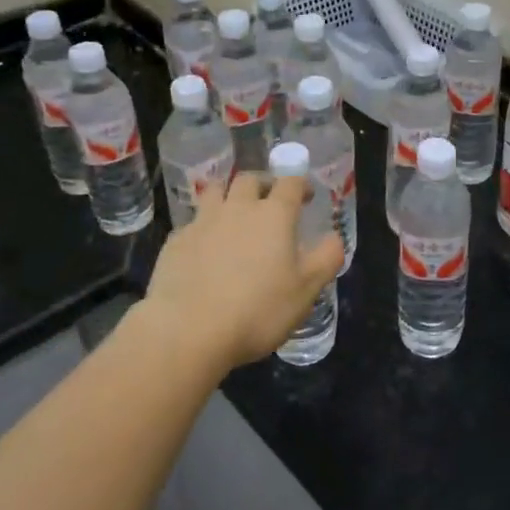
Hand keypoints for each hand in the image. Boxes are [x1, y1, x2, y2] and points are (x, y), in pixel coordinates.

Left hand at [140, 173, 344, 372]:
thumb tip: (335, 237)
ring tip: (234, 213)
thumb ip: (326, 259)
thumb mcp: (305, 290)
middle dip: (263, 184)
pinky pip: (193, 222)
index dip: (300, 184)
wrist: (187, 330)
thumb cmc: (257, 310)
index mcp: (274, 215)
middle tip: (269, 201)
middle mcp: (238, 208)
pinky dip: (203, 227)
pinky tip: (205, 248)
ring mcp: (202, 222)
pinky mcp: (175, 242)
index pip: (290, 183)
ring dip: (228, 195)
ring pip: (215, 191)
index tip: (306, 196)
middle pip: (250, 179)